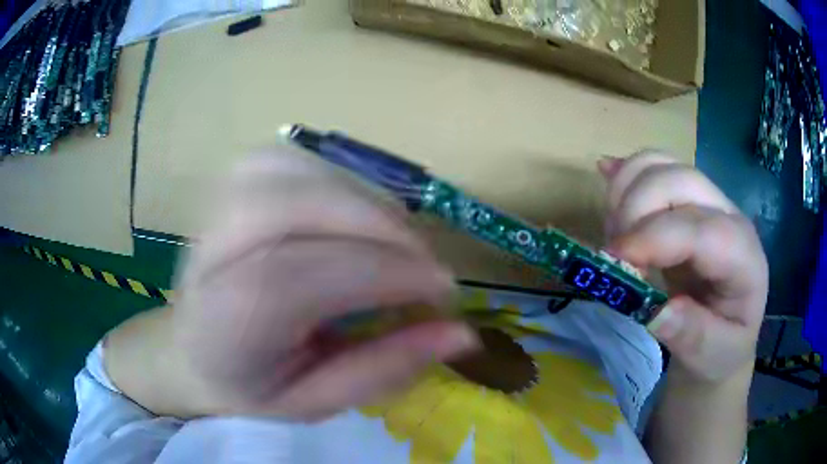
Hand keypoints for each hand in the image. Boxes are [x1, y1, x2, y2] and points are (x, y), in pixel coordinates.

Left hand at [170, 148, 477, 419]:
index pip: (304, 276)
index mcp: (226, 321)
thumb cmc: (250, 386)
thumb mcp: (317, 401)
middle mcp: (213, 249)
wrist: (191, 350)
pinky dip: (338, 179)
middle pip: (301, 208)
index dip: (387, 275)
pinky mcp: (232, 181)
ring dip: (366, 203)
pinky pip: (295, 159)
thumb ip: (385, 368)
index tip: (443, 293)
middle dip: (382, 231)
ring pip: (302, 172)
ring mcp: (218, 203)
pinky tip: (353, 215)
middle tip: (426, 266)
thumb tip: (461, 334)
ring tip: (395, 244)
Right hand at [598, 151, 767, 383]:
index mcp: (744, 256)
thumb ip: (693, 336)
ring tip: (615, 237)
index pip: (701, 229)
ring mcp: (705, 201)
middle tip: (613, 255)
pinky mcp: (684, 200)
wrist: (725, 333)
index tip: (614, 261)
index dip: (655, 238)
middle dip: (635, 209)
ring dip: (625, 191)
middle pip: (679, 180)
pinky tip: (609, 190)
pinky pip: (650, 167)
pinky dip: (624, 176)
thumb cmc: (722, 348)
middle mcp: (727, 215)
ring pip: (660, 164)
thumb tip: (657, 311)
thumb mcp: (713, 356)